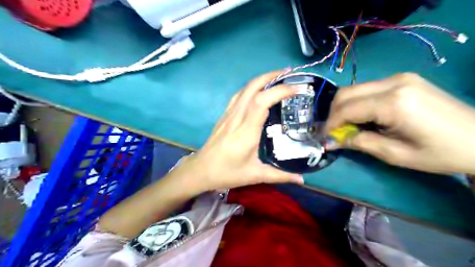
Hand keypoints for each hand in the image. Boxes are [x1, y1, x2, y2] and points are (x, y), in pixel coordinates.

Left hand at [175, 71, 303, 193]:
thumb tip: (302, 180)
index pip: (262, 101)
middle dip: (271, 76)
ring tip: (277, 78)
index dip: (279, 91)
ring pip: (244, 89)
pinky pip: (238, 96)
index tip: (296, 88)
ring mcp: (228, 115)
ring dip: (261, 80)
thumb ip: (280, 176)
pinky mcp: (224, 115)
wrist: (200, 170)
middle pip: (252, 88)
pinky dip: (251, 88)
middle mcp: (237, 118)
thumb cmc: (227, 173)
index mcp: (246, 131)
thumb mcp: (255, 175)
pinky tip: (258, 91)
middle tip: (288, 73)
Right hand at [327, 72, 474, 175]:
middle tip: (335, 132)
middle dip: (334, 113)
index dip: (331, 123)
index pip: (347, 108)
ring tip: (349, 126)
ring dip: (345, 108)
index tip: (325, 137)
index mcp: (394, 102)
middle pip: (346, 92)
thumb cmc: (440, 152)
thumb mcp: (395, 154)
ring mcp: (399, 77)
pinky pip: (368, 89)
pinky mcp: (403, 79)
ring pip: (355, 89)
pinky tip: (364, 117)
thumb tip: (331, 141)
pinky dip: (358, 103)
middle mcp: (394, 82)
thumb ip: (359, 143)